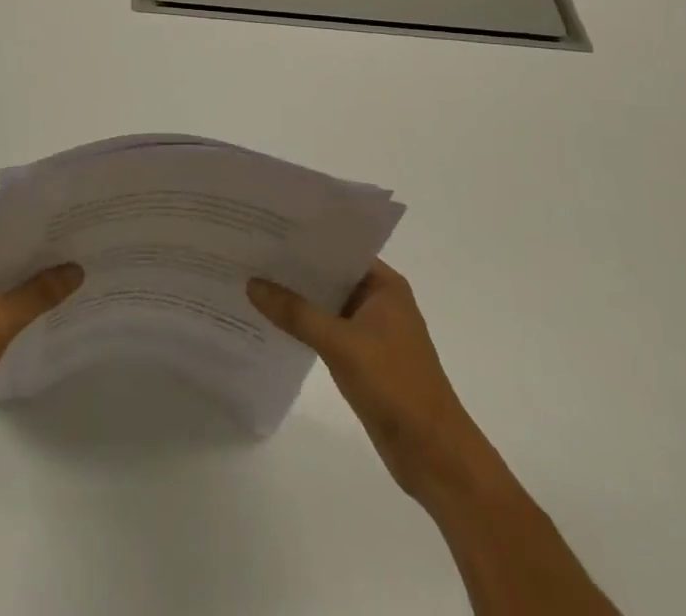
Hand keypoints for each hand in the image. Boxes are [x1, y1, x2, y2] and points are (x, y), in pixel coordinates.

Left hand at [0, 226, 82, 444]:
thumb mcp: (0, 318)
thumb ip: (39, 292)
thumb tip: (76, 269)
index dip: (18, 217)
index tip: (52, 215)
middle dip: (23, 247)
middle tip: (62, 239)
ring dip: (16, 274)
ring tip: (57, 265)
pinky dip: (6, 297)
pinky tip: (36, 301)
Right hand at [248, 260, 490, 502]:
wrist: (435, 457)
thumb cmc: (395, 386)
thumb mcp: (340, 344)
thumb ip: (295, 313)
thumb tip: (252, 283)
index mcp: (384, 286)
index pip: (338, 248)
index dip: (304, 238)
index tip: (266, 227)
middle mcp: (379, 301)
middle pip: (330, 274)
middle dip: (294, 267)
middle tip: (250, 250)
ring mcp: (372, 331)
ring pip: (326, 303)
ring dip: (297, 298)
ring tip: (252, 279)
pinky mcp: (364, 358)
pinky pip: (327, 329)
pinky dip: (304, 325)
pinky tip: (272, 321)